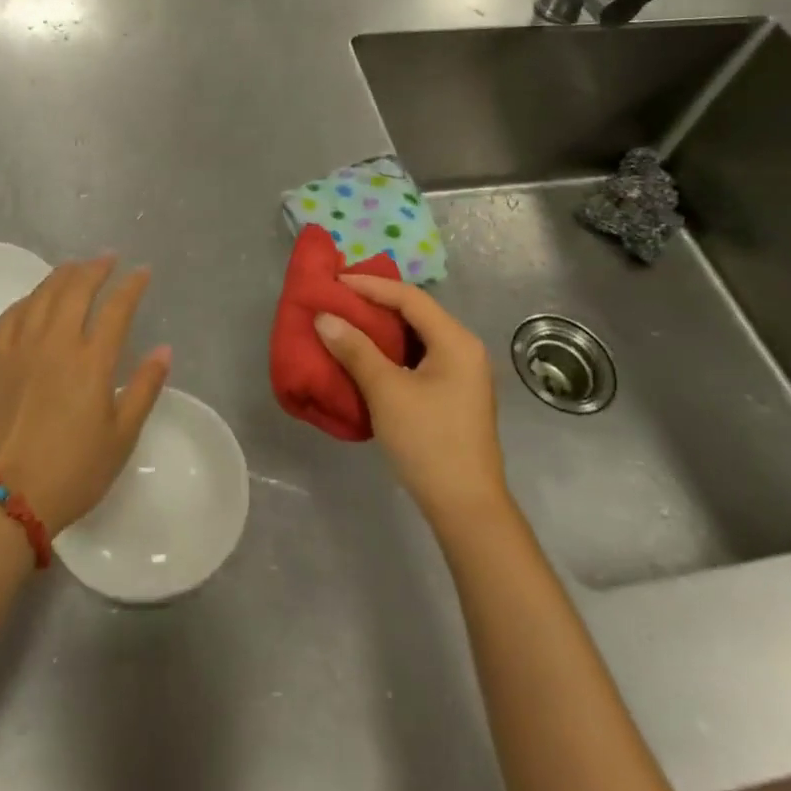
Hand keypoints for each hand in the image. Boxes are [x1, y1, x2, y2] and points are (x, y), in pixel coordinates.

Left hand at [0, 255, 169, 535]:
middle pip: (76, 290)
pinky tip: (34, 299)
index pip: (117, 309)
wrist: (10, 497)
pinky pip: (10, 317)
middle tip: (109, 258)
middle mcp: (56, 344)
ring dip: (62, 275)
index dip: (132, 286)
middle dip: (96, 268)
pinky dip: (26, 300)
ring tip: (76, 267)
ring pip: (42, 296)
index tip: (142, 272)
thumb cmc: (75, 470)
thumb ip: (144, 388)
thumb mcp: (122, 436)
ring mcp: (22, 350)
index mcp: (91, 361)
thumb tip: (164, 349)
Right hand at [315, 277, 507, 526]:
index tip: (335, 282)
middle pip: (416, 313)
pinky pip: (418, 359)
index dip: (370, 286)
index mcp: (456, 341)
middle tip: (338, 299)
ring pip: (416, 338)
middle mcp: (464, 349)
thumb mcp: (386, 391)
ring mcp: (461, 374)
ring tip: (345, 323)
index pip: (410, 298)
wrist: (466, 508)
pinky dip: (391, 353)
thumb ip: (355, 349)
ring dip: (381, 330)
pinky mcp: (453, 396)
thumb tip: (324, 317)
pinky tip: (366, 358)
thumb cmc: (428, 442)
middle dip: (375, 304)